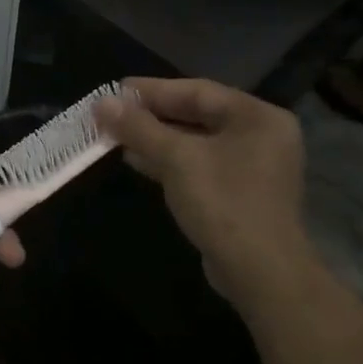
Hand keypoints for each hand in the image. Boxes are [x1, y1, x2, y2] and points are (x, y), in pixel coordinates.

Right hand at [95, 78, 309, 302]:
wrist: (261, 273)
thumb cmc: (224, 203)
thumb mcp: (176, 159)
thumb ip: (139, 127)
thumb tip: (102, 102)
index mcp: (256, 117)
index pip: (197, 91)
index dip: (152, 90)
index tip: (115, 90)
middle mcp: (260, 135)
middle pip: (196, 114)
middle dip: (151, 116)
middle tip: (112, 112)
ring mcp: (253, 167)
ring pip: (195, 142)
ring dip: (155, 139)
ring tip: (116, 135)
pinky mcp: (240, 193)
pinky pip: (199, 165)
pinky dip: (169, 161)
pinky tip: (136, 160)